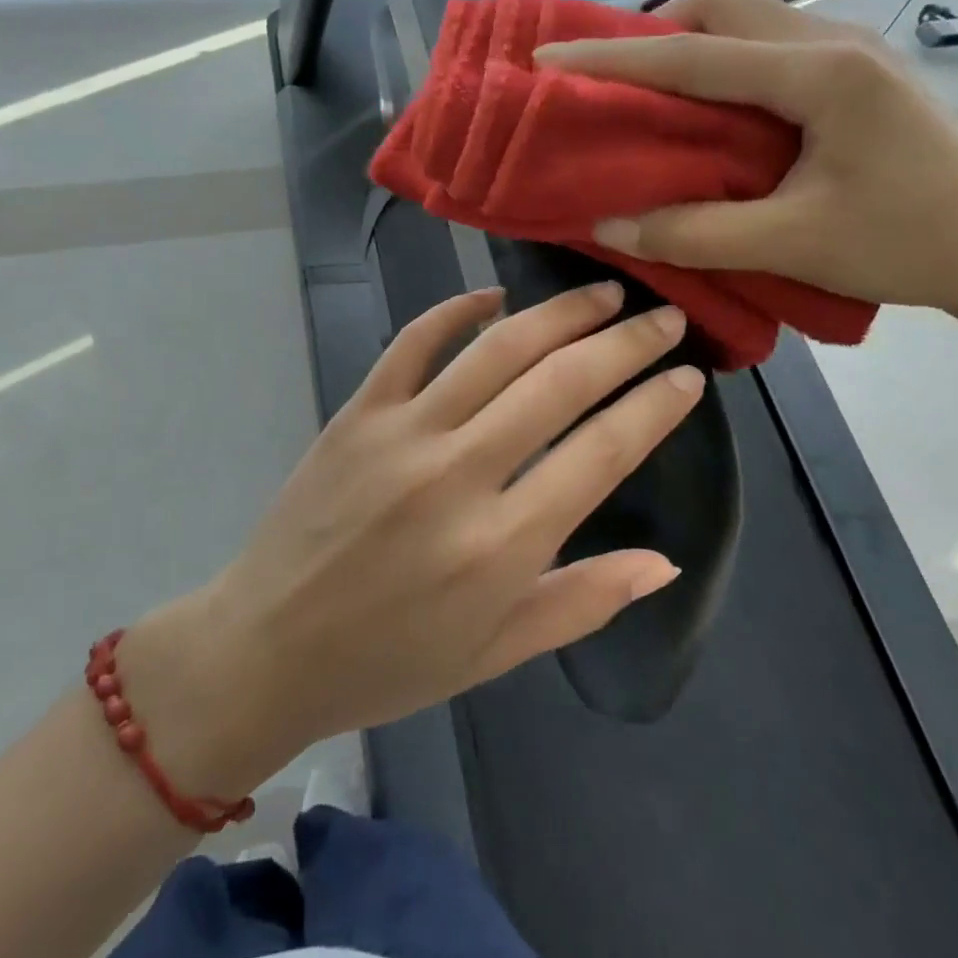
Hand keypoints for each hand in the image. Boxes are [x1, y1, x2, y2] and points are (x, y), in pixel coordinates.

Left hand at [119, 285, 699, 795]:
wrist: (268, 647)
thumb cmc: (388, 663)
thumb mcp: (495, 654)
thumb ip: (582, 602)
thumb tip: (662, 561)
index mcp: (502, 545)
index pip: (604, 451)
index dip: (656, 405)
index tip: (689, 374)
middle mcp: (458, 474)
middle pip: (560, 383)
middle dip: (624, 343)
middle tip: (662, 317)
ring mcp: (403, 433)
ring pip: (496, 349)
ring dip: (558, 313)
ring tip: (601, 294)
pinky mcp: (359, 412)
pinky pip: (414, 342)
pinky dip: (456, 309)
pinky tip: (494, 296)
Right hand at [530, 0, 957, 331]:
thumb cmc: (910, 244)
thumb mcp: (792, 245)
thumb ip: (692, 233)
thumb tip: (607, 227)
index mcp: (818, 74)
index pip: (691, 56)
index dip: (611, 58)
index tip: (547, 58)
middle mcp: (832, 42)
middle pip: (719, 6)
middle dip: (650, 33)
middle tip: (606, 80)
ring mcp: (849, 52)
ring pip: (744, 21)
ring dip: (686, 46)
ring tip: (645, 95)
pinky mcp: (856, 73)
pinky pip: (766, 46)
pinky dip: (718, 64)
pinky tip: (706, 110)